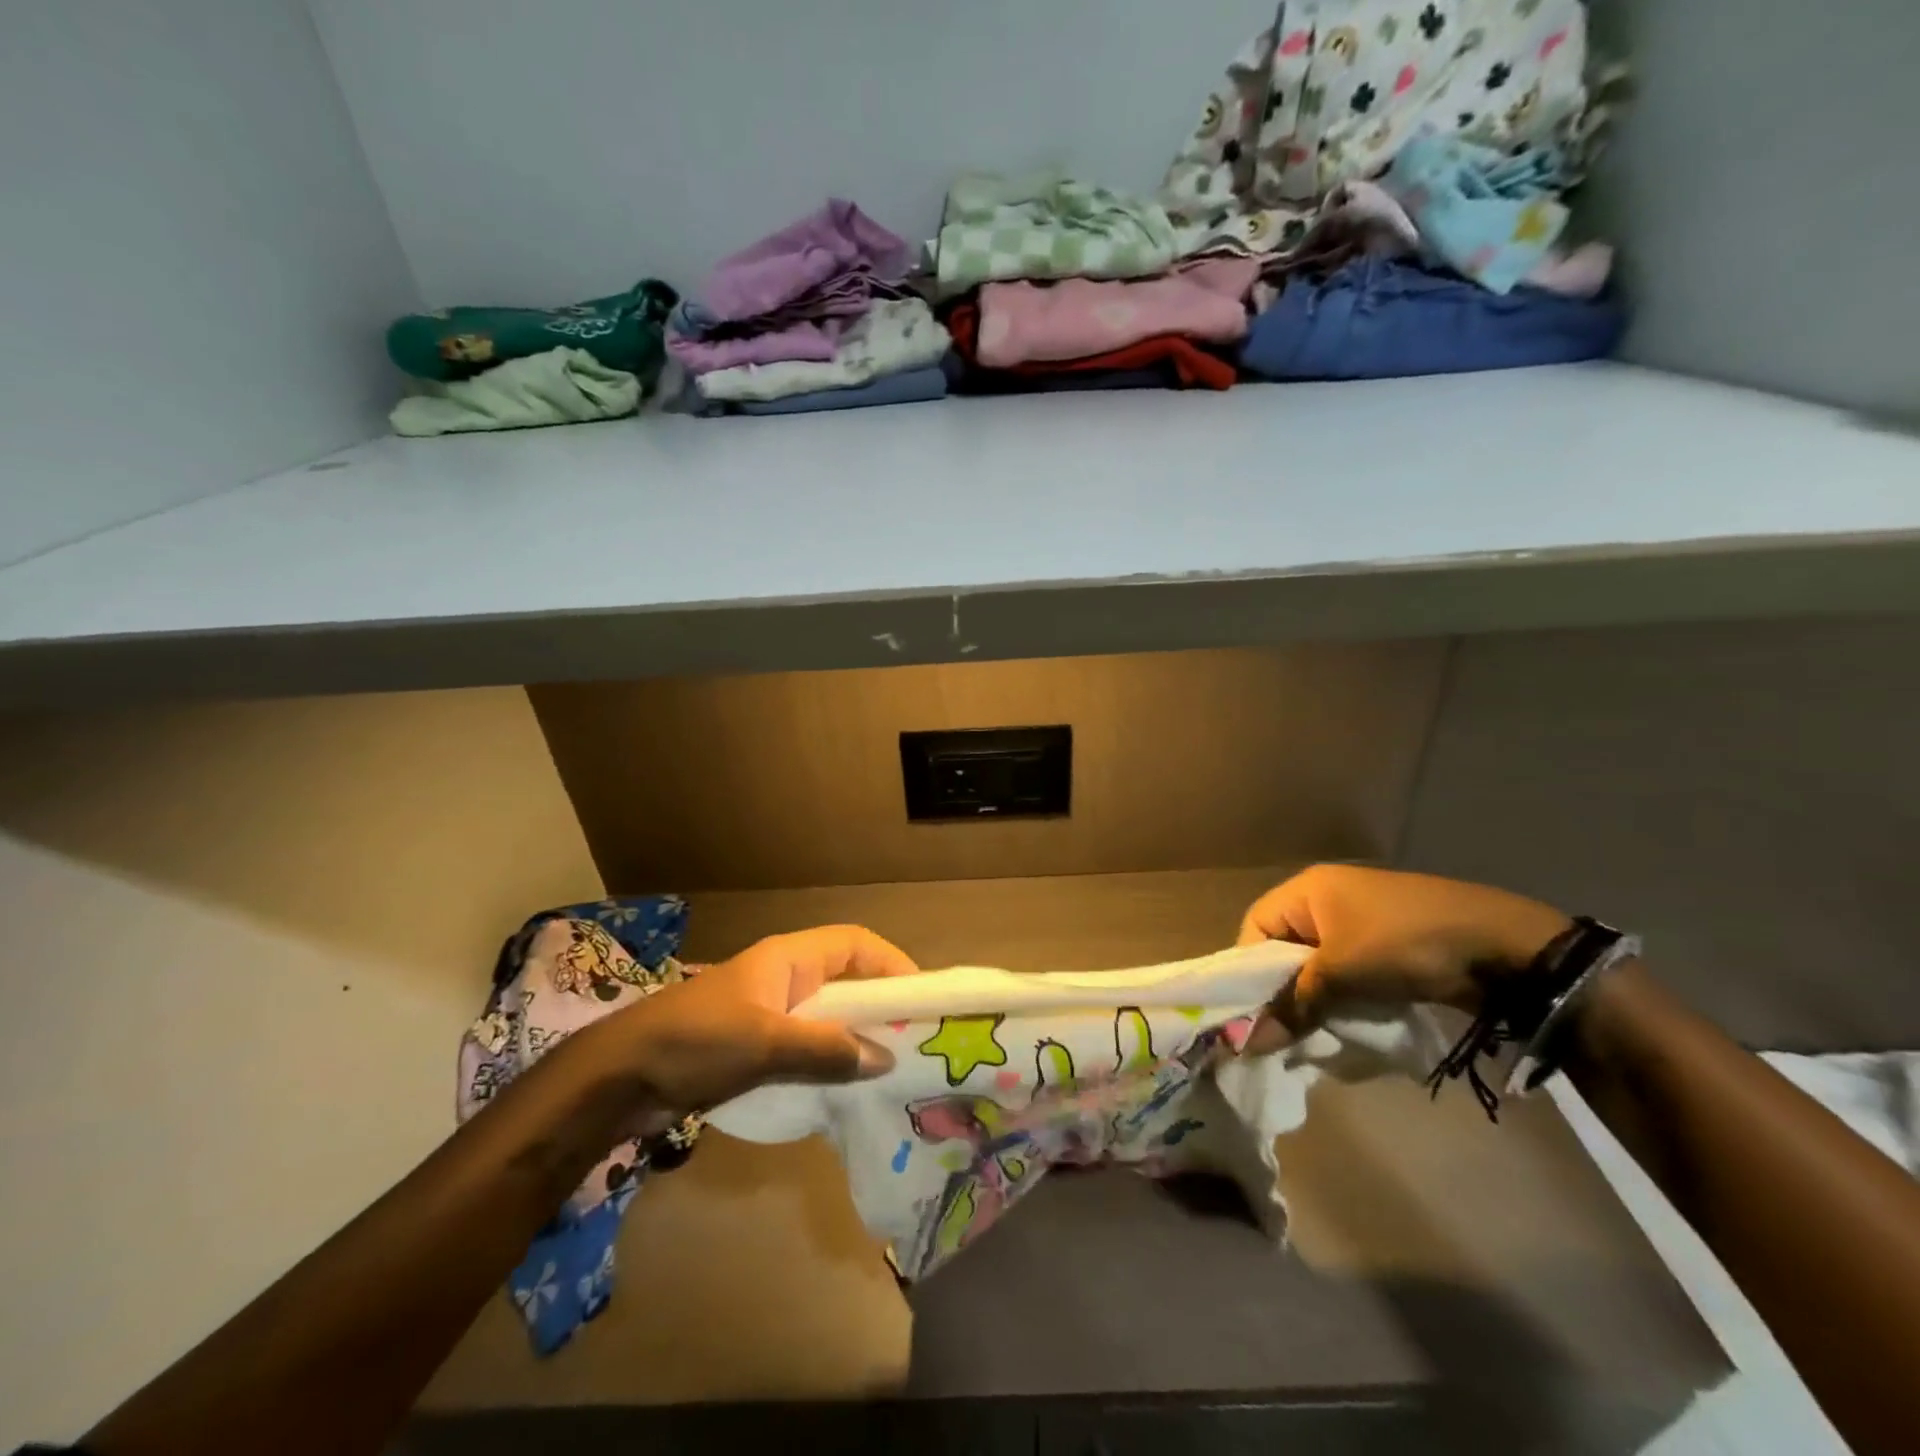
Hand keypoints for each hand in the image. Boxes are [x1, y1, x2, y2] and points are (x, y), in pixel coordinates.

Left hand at [584, 925, 917, 1116]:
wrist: (619, 1077)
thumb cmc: (696, 1041)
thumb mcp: (766, 1043)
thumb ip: (827, 1049)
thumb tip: (886, 1060)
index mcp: (788, 959)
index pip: (855, 944)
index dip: (891, 962)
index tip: (921, 996)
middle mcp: (783, 979)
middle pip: (845, 982)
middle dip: (879, 1007)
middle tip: (914, 1041)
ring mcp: (767, 1014)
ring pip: (827, 1019)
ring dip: (854, 1040)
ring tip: (889, 1071)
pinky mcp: (753, 1048)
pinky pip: (805, 1048)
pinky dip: (827, 1063)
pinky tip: (843, 1092)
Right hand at [1237, 865, 1569, 1048]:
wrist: (1504, 946)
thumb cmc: (1405, 944)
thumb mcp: (1341, 974)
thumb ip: (1293, 1005)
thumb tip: (1246, 1043)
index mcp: (1308, 889)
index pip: (1256, 926)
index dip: (1249, 969)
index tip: (1256, 1011)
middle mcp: (1328, 898)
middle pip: (1284, 946)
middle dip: (1282, 988)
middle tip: (1283, 1029)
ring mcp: (1361, 919)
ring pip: (1317, 962)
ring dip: (1314, 997)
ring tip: (1315, 1031)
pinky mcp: (1388, 944)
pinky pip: (1347, 970)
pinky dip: (1343, 995)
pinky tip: (1347, 1021)